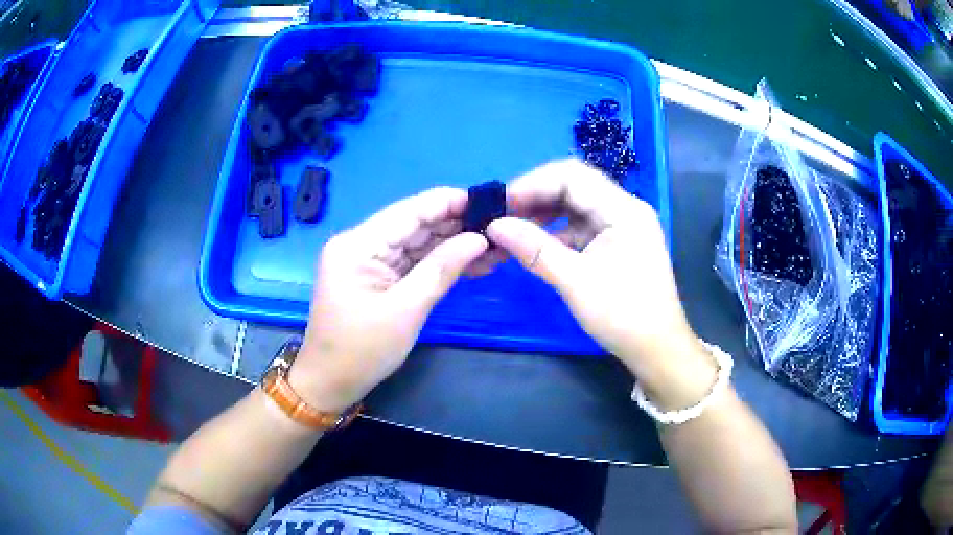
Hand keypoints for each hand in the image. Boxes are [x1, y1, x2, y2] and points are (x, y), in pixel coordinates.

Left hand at [290, 188, 488, 412]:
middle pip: (414, 224)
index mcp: (358, 244)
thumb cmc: (362, 351)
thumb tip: (479, 239)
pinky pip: (411, 262)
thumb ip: (441, 268)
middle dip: (456, 225)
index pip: (409, 211)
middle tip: (499, 226)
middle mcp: (360, 243)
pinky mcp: (376, 276)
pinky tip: (470, 262)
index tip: (488, 200)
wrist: (330, 383)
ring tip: (493, 245)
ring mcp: (367, 260)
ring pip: (417, 243)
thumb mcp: (406, 310)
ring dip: (452, 244)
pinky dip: (439, 263)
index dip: (448, 202)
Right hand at [487, 160, 716, 407]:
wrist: (656, 349)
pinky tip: (537, 243)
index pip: (572, 176)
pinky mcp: (619, 241)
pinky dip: (558, 230)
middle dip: (536, 196)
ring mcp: (623, 224)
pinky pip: (583, 225)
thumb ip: (534, 248)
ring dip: (545, 213)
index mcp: (624, 210)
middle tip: (502, 215)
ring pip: (577, 204)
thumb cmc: (623, 316)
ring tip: (514, 228)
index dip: (532, 184)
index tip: (500, 204)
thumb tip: (494, 225)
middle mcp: (626, 208)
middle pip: (575, 185)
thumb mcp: (576, 282)